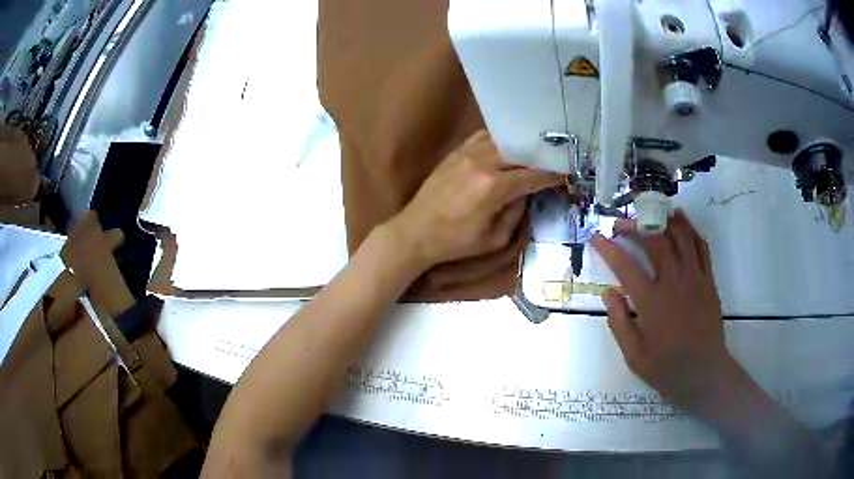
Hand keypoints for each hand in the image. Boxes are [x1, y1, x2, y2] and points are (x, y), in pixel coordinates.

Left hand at [389, 130, 563, 270]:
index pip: (533, 175)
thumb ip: (516, 214)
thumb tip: (528, 194)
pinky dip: (499, 139)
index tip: (567, 173)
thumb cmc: (456, 242)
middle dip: (541, 155)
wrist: (416, 231)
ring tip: (535, 149)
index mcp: (494, 188)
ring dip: (521, 144)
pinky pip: (483, 137)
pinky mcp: (456, 151)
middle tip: (556, 159)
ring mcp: (467, 153)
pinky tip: (507, 145)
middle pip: (521, 151)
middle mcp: (483, 163)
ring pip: (503, 139)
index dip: (553, 174)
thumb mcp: (494, 239)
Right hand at [592, 210, 749, 419]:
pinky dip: (690, 229)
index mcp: (652, 303)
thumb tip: (609, 294)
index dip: (608, 249)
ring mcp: (695, 278)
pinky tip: (680, 222)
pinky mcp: (708, 280)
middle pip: (655, 241)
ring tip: (650, 213)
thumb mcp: (634, 356)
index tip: (596, 238)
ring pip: (681, 236)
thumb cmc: (667, 368)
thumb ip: (620, 324)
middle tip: (620, 225)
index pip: (626, 267)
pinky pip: (701, 246)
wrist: (704, 373)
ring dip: (663, 219)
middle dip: (634, 226)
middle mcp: (674, 283)